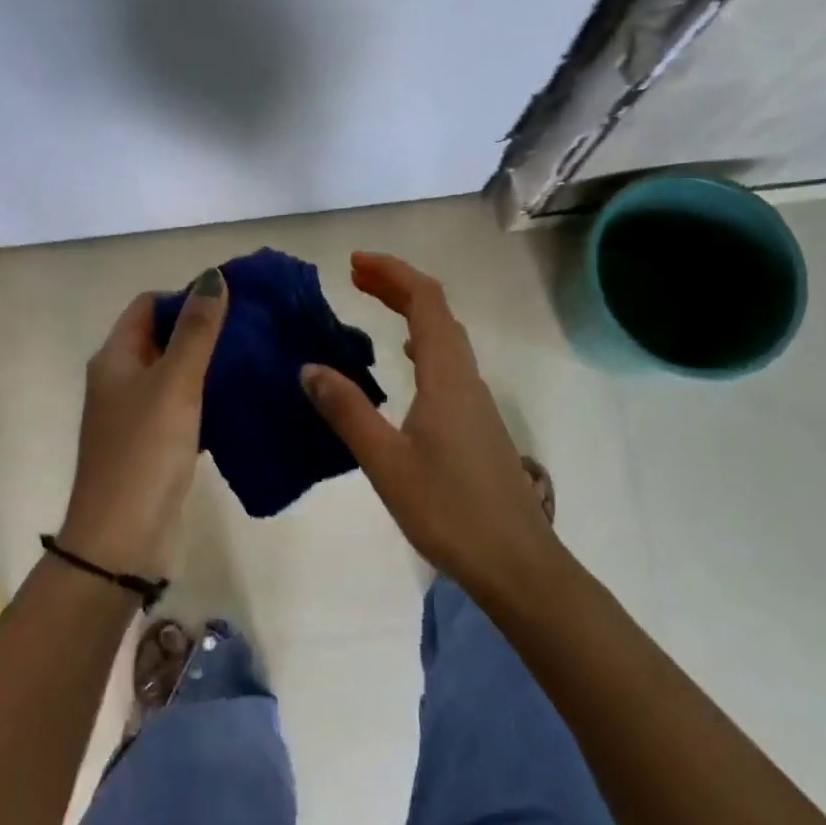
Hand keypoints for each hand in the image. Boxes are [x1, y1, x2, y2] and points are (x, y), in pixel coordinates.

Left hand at [58, 268, 227, 578]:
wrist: (123, 540)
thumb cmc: (145, 451)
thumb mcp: (175, 383)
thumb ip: (196, 330)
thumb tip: (213, 277)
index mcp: (115, 357)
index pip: (149, 305)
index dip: (185, 295)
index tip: (231, 300)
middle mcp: (121, 380)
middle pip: (162, 336)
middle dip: (202, 327)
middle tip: (252, 326)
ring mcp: (136, 415)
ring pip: (176, 373)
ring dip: (209, 362)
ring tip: (254, 356)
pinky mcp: (155, 444)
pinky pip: (184, 406)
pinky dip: (208, 396)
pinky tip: (242, 397)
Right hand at [301, 252, 561, 593]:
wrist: (516, 561)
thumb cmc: (448, 509)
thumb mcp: (386, 461)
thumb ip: (347, 411)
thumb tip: (309, 368)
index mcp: (446, 376)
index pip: (425, 301)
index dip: (392, 273)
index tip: (355, 262)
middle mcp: (465, 377)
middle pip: (437, 311)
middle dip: (398, 285)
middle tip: (356, 275)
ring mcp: (476, 401)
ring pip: (445, 336)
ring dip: (411, 312)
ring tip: (374, 306)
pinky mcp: (477, 423)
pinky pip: (448, 362)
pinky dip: (423, 342)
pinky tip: (407, 362)